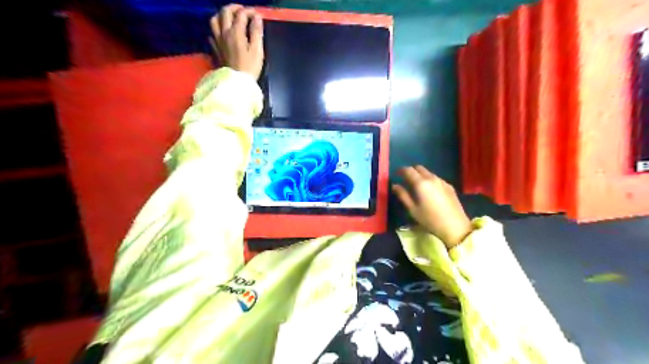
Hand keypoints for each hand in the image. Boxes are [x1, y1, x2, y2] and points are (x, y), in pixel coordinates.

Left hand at [213, 5, 263, 78]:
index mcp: (235, 32)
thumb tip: (257, 18)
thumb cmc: (249, 68)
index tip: (257, 14)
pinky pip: (212, 33)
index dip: (250, 11)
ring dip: (222, 15)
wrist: (236, 83)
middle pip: (225, 12)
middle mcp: (224, 33)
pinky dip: (217, 29)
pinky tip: (222, 33)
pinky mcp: (214, 49)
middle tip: (243, 11)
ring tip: (230, 18)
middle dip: (235, 8)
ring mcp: (217, 40)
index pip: (241, 14)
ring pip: (214, 20)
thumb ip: (256, 32)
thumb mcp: (257, 50)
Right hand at [391, 165, 471, 248]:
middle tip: (406, 179)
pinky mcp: (449, 186)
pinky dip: (430, 180)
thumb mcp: (413, 209)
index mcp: (421, 183)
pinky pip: (436, 178)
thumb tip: (395, 186)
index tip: (397, 174)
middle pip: (419, 168)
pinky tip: (430, 191)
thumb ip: (403, 195)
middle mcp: (431, 178)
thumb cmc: (430, 219)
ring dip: (421, 175)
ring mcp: (442, 181)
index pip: (408, 170)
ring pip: (428, 172)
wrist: (455, 226)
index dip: (401, 170)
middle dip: (411, 171)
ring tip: (417, 186)